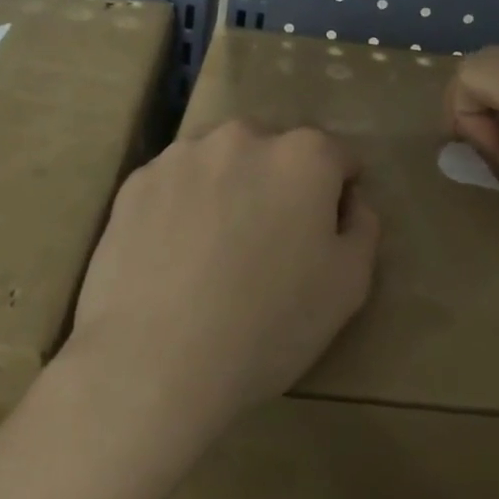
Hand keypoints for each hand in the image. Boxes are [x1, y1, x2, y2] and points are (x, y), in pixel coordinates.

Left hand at [62, 121, 380, 434]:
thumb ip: (362, 226)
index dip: (338, 192)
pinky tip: (174, 255)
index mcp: (303, 156)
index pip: (336, 156)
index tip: (326, 230)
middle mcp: (243, 138)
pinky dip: (182, 205)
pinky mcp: (136, 182)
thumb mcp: (349, 285)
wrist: (156, 361)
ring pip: (221, 162)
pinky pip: (175, 184)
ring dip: (229, 187)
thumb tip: (350, 199)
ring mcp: (182, 156)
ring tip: (216, 248)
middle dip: (280, 182)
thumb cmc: (269, 324)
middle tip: (269, 240)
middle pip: (275, 150)